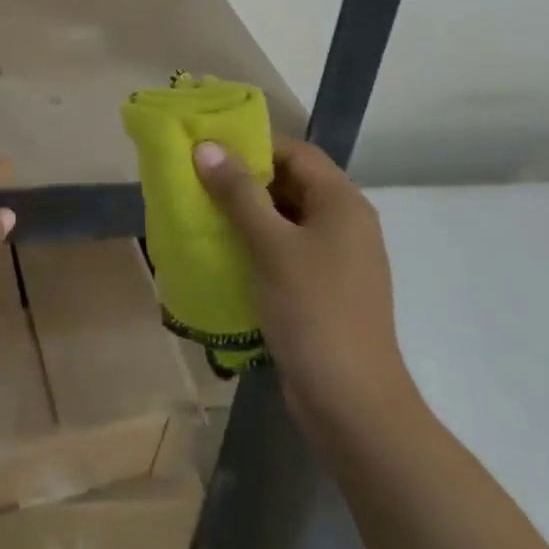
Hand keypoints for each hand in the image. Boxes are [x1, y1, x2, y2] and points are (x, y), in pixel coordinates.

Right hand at [193, 136, 417, 440]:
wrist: (352, 404)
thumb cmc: (313, 310)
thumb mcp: (270, 245)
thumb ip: (238, 193)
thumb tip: (206, 146)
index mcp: (342, 204)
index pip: (296, 152)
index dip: (253, 144)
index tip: (208, 148)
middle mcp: (345, 223)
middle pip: (290, 182)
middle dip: (244, 178)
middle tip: (197, 178)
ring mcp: (336, 259)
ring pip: (285, 217)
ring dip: (246, 212)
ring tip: (201, 211)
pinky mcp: (323, 288)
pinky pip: (285, 249)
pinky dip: (255, 243)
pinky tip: (222, 251)